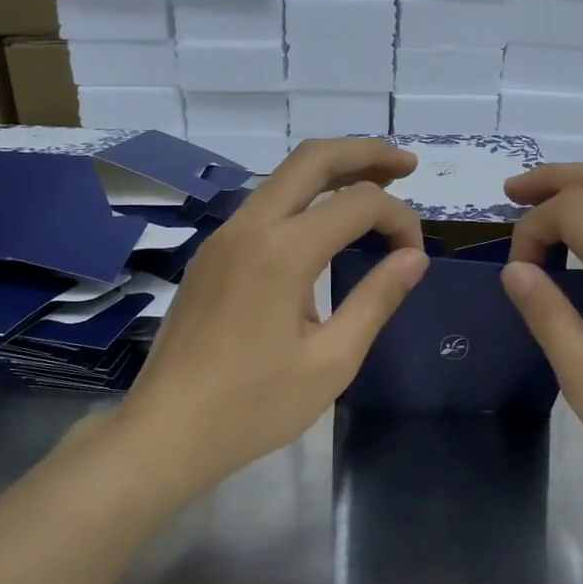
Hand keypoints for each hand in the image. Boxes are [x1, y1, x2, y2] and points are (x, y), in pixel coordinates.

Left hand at [120, 138, 429, 484]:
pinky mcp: (210, 257)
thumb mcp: (331, 361)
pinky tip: (323, 229)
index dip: (400, 218)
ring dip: (331, 173)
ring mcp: (222, 238)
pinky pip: (262, 208)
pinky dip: (302, 201)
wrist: (166, 431)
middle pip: (312, 159)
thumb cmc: (254, 406)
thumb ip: (376, 300)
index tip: (415, 257)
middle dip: (365, 152)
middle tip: (407, 165)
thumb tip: (414, 258)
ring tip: (373, 187)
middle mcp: (248, 228)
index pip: (359, 203)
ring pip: (282, 179)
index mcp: (282, 251)